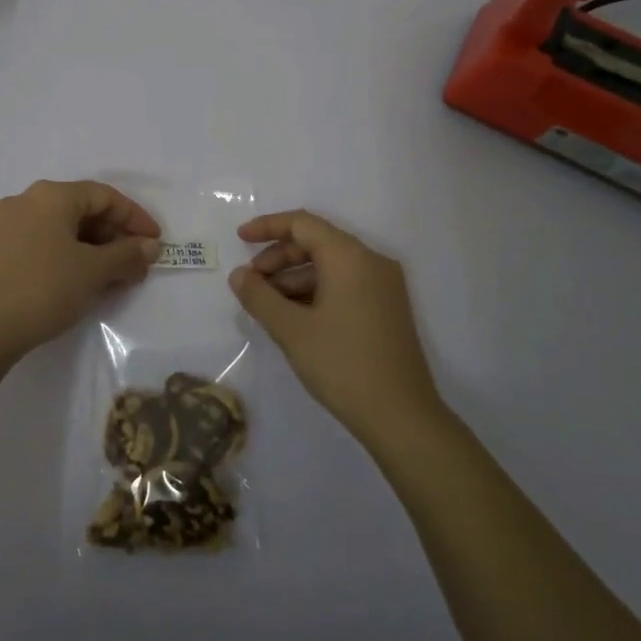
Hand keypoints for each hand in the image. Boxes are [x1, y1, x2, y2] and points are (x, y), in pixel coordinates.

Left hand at [0, 179, 161, 362]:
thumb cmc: (44, 288)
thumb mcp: (94, 271)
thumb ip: (127, 254)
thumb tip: (151, 246)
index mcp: (51, 195)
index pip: (105, 196)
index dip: (135, 218)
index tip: (156, 243)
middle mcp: (28, 201)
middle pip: (83, 210)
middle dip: (116, 237)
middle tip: (138, 265)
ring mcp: (9, 225)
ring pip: (64, 229)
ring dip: (95, 249)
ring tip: (117, 278)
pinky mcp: (0, 250)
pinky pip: (46, 243)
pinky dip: (71, 256)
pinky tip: (85, 282)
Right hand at [229, 209, 442, 448]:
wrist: (401, 416)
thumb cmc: (342, 364)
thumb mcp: (291, 330)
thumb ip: (259, 296)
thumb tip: (239, 276)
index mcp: (350, 257)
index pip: (303, 224)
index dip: (268, 227)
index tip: (239, 240)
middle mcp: (371, 262)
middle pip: (317, 243)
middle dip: (279, 257)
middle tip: (251, 283)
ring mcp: (384, 286)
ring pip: (331, 266)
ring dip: (295, 277)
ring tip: (268, 305)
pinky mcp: (388, 309)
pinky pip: (345, 284)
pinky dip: (316, 291)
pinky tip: (295, 317)